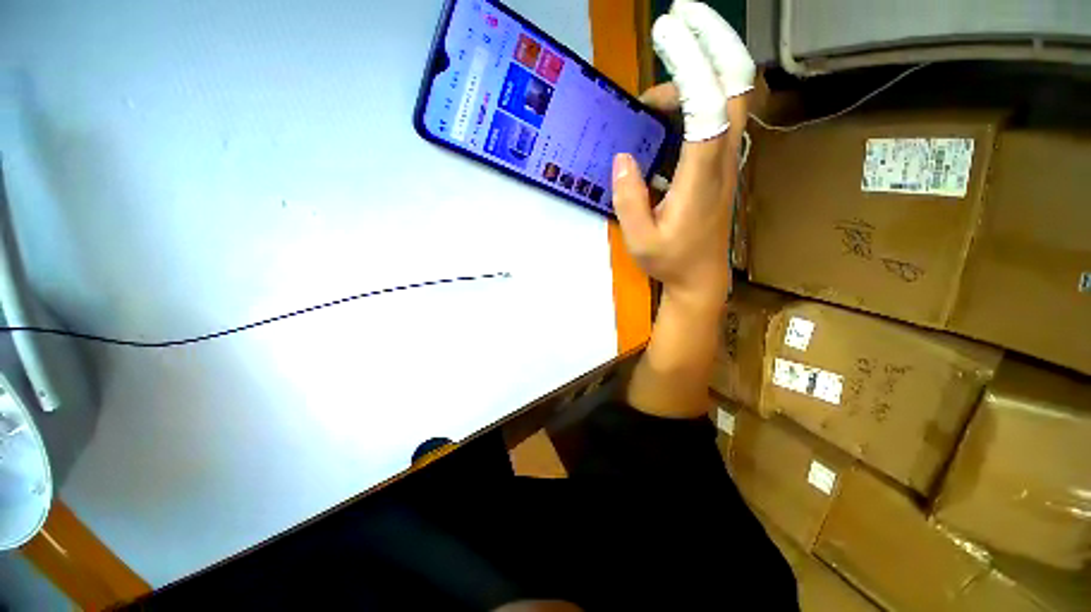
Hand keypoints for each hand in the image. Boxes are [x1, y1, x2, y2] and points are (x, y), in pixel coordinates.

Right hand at [613, 0, 753, 308]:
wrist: (702, 278)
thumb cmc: (671, 262)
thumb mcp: (640, 241)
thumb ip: (629, 201)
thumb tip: (622, 159)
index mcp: (701, 177)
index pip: (707, 105)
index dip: (690, 64)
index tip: (666, 32)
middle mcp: (722, 158)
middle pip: (738, 83)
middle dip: (714, 40)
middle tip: (679, 18)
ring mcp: (725, 158)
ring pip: (728, 95)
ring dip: (694, 75)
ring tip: (648, 98)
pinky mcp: (719, 163)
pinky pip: (715, 115)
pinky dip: (692, 98)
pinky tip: (662, 115)